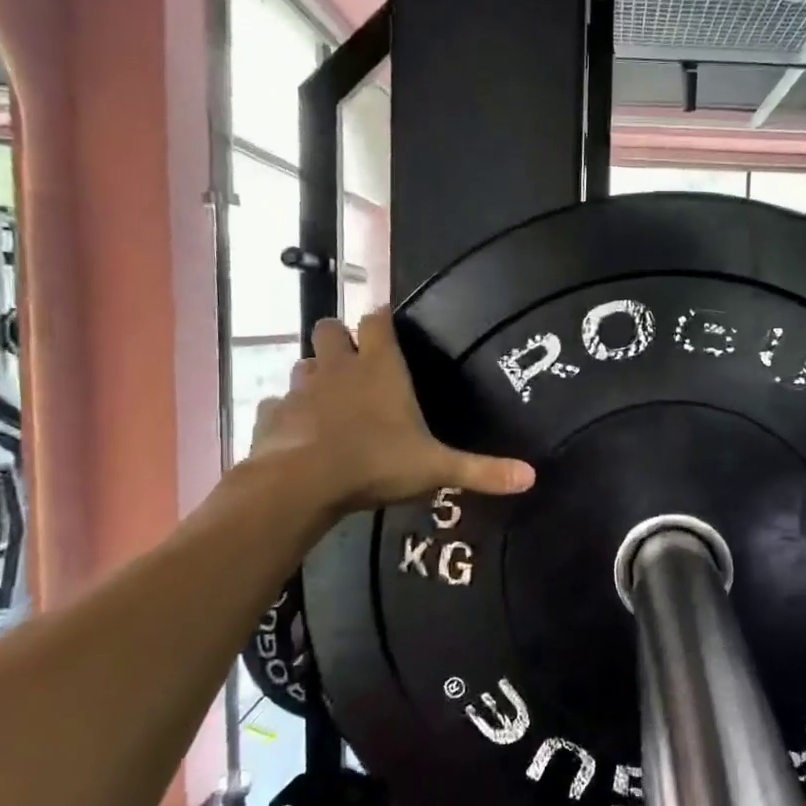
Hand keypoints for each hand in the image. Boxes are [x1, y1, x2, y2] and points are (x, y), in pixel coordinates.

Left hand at [247, 310, 534, 521]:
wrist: (301, 484)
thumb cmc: (375, 463)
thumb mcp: (436, 468)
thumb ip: (481, 470)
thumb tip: (532, 477)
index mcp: (379, 367)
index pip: (378, 321)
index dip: (382, 320)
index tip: (388, 326)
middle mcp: (338, 367)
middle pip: (329, 328)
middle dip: (340, 339)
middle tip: (355, 364)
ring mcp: (301, 388)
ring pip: (303, 364)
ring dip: (315, 375)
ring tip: (329, 400)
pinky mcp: (272, 414)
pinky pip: (278, 403)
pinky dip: (288, 412)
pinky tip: (299, 432)